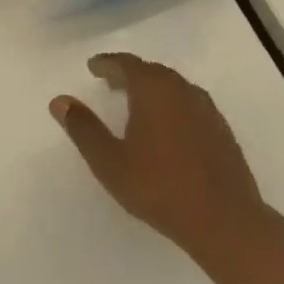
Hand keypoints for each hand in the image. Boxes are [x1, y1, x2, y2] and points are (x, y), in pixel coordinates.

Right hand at [50, 53, 268, 258]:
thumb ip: (83, 128)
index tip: (93, 67)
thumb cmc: (159, 187)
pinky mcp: (221, 130)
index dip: (107, 64)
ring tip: (135, 103)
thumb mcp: (109, 161)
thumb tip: (59, 100)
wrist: (224, 220)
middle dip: (129, 74)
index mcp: (153, 90)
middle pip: (151, 71)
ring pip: (173, 87)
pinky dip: (171, 105)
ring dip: (151, 89)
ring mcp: (206, 109)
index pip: (126, 64)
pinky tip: (166, 127)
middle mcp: (182, 90)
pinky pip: (188, 104)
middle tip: (110, 82)